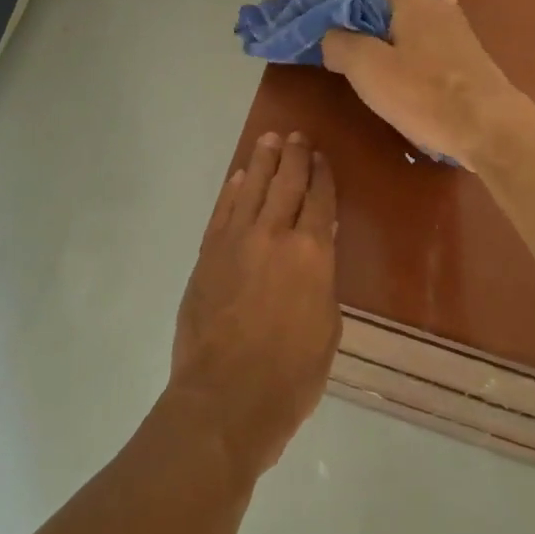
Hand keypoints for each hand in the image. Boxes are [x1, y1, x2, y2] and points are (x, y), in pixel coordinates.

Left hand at [167, 131, 339, 480]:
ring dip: (262, 162)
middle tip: (297, 136)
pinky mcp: (207, 255)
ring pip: (251, 188)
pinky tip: (238, 179)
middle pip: (286, 184)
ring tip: (269, 140)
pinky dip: (232, 191)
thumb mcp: (327, 327)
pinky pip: (222, 212)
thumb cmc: (291, 375)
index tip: (322, 158)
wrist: (226, 397)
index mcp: (312, 254)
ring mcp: (235, 242)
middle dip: (294, 157)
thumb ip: (320, 283)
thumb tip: (313, 261)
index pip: (320, 201)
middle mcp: (274, 235)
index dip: (322, 176)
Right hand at [320, 0, 518, 170]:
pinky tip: (439, 6)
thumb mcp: (368, 68)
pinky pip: (432, 30)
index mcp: (405, 1)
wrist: (490, 127)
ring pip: (413, 12)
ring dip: (394, 5)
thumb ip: (341, 44)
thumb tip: (329, 34)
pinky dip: (420, 23)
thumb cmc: (423, 94)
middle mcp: (432, 5)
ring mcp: (454, 28)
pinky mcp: (466, 54)